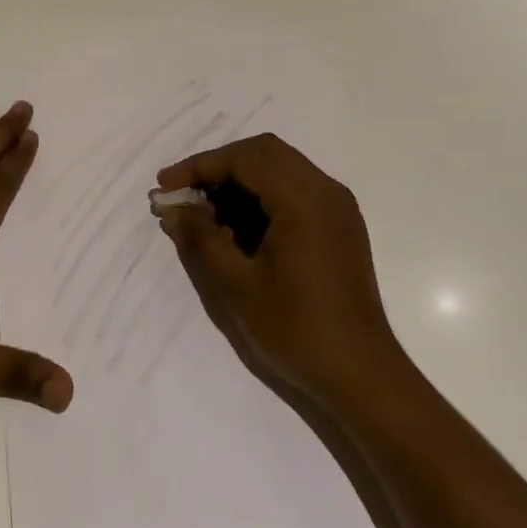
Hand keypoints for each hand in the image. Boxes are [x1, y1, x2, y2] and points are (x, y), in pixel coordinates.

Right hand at [155, 133, 405, 407]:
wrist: (361, 374)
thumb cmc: (296, 330)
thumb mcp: (237, 285)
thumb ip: (201, 238)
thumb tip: (172, 208)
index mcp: (303, 200)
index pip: (244, 158)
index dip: (199, 166)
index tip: (165, 186)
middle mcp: (326, 191)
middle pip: (264, 152)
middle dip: (219, 167)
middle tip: (184, 194)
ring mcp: (338, 207)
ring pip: (280, 168)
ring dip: (240, 181)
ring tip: (205, 214)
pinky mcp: (340, 225)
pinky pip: (295, 189)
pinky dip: (262, 196)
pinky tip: (238, 228)